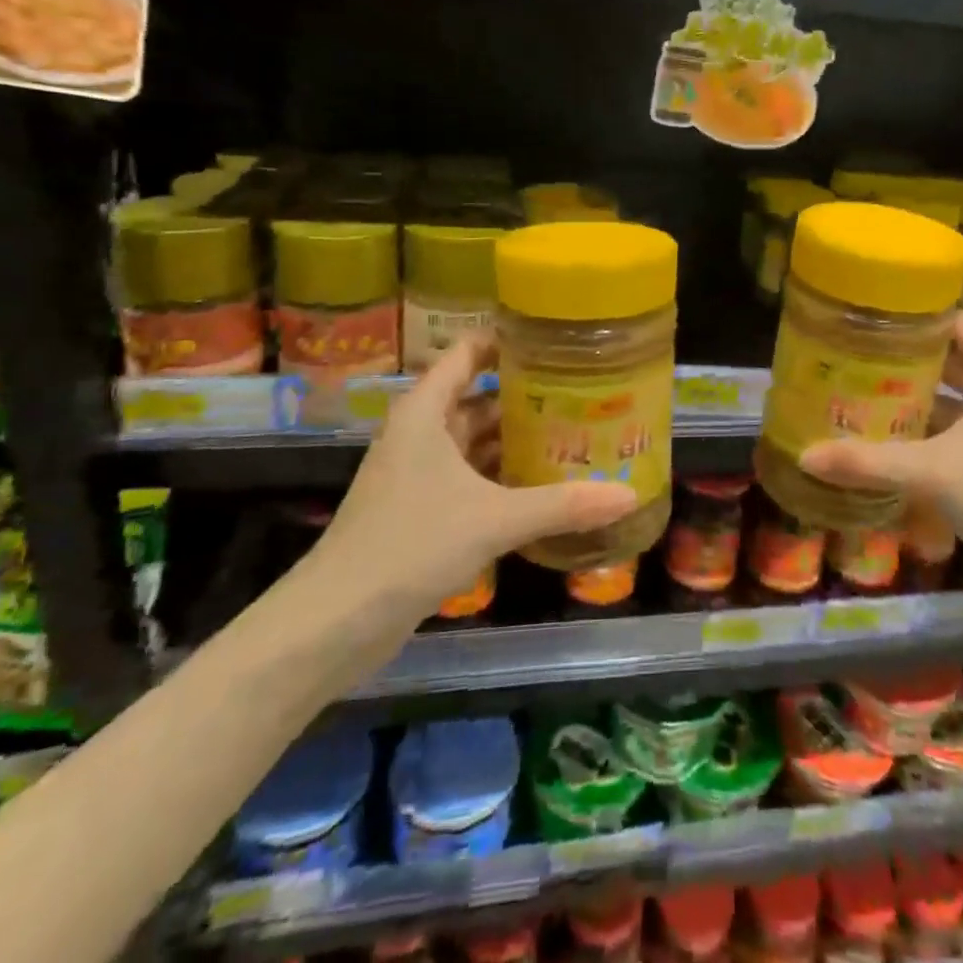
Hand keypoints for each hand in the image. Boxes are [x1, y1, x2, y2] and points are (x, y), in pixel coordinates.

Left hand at [300, 334, 639, 629]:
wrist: (334, 623)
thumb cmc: (410, 545)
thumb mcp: (493, 519)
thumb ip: (562, 504)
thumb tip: (628, 494)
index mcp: (426, 412)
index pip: (468, 353)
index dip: (507, 340)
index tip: (555, 339)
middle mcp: (421, 433)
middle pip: (479, 397)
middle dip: (526, 395)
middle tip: (584, 390)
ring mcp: (419, 473)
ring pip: (477, 441)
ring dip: (517, 439)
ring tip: (575, 433)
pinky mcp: (422, 511)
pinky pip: (472, 478)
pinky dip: (504, 476)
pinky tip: (545, 485)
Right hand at [799, 312, 962, 609]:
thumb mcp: (932, 474)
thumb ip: (867, 462)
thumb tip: (804, 455)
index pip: (955, 322)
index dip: (912, 318)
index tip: (865, 319)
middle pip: (952, 356)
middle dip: (905, 357)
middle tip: (851, 355)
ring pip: (956, 393)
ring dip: (915, 393)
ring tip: (860, 389)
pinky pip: (961, 423)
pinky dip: (929, 424)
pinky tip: (890, 435)